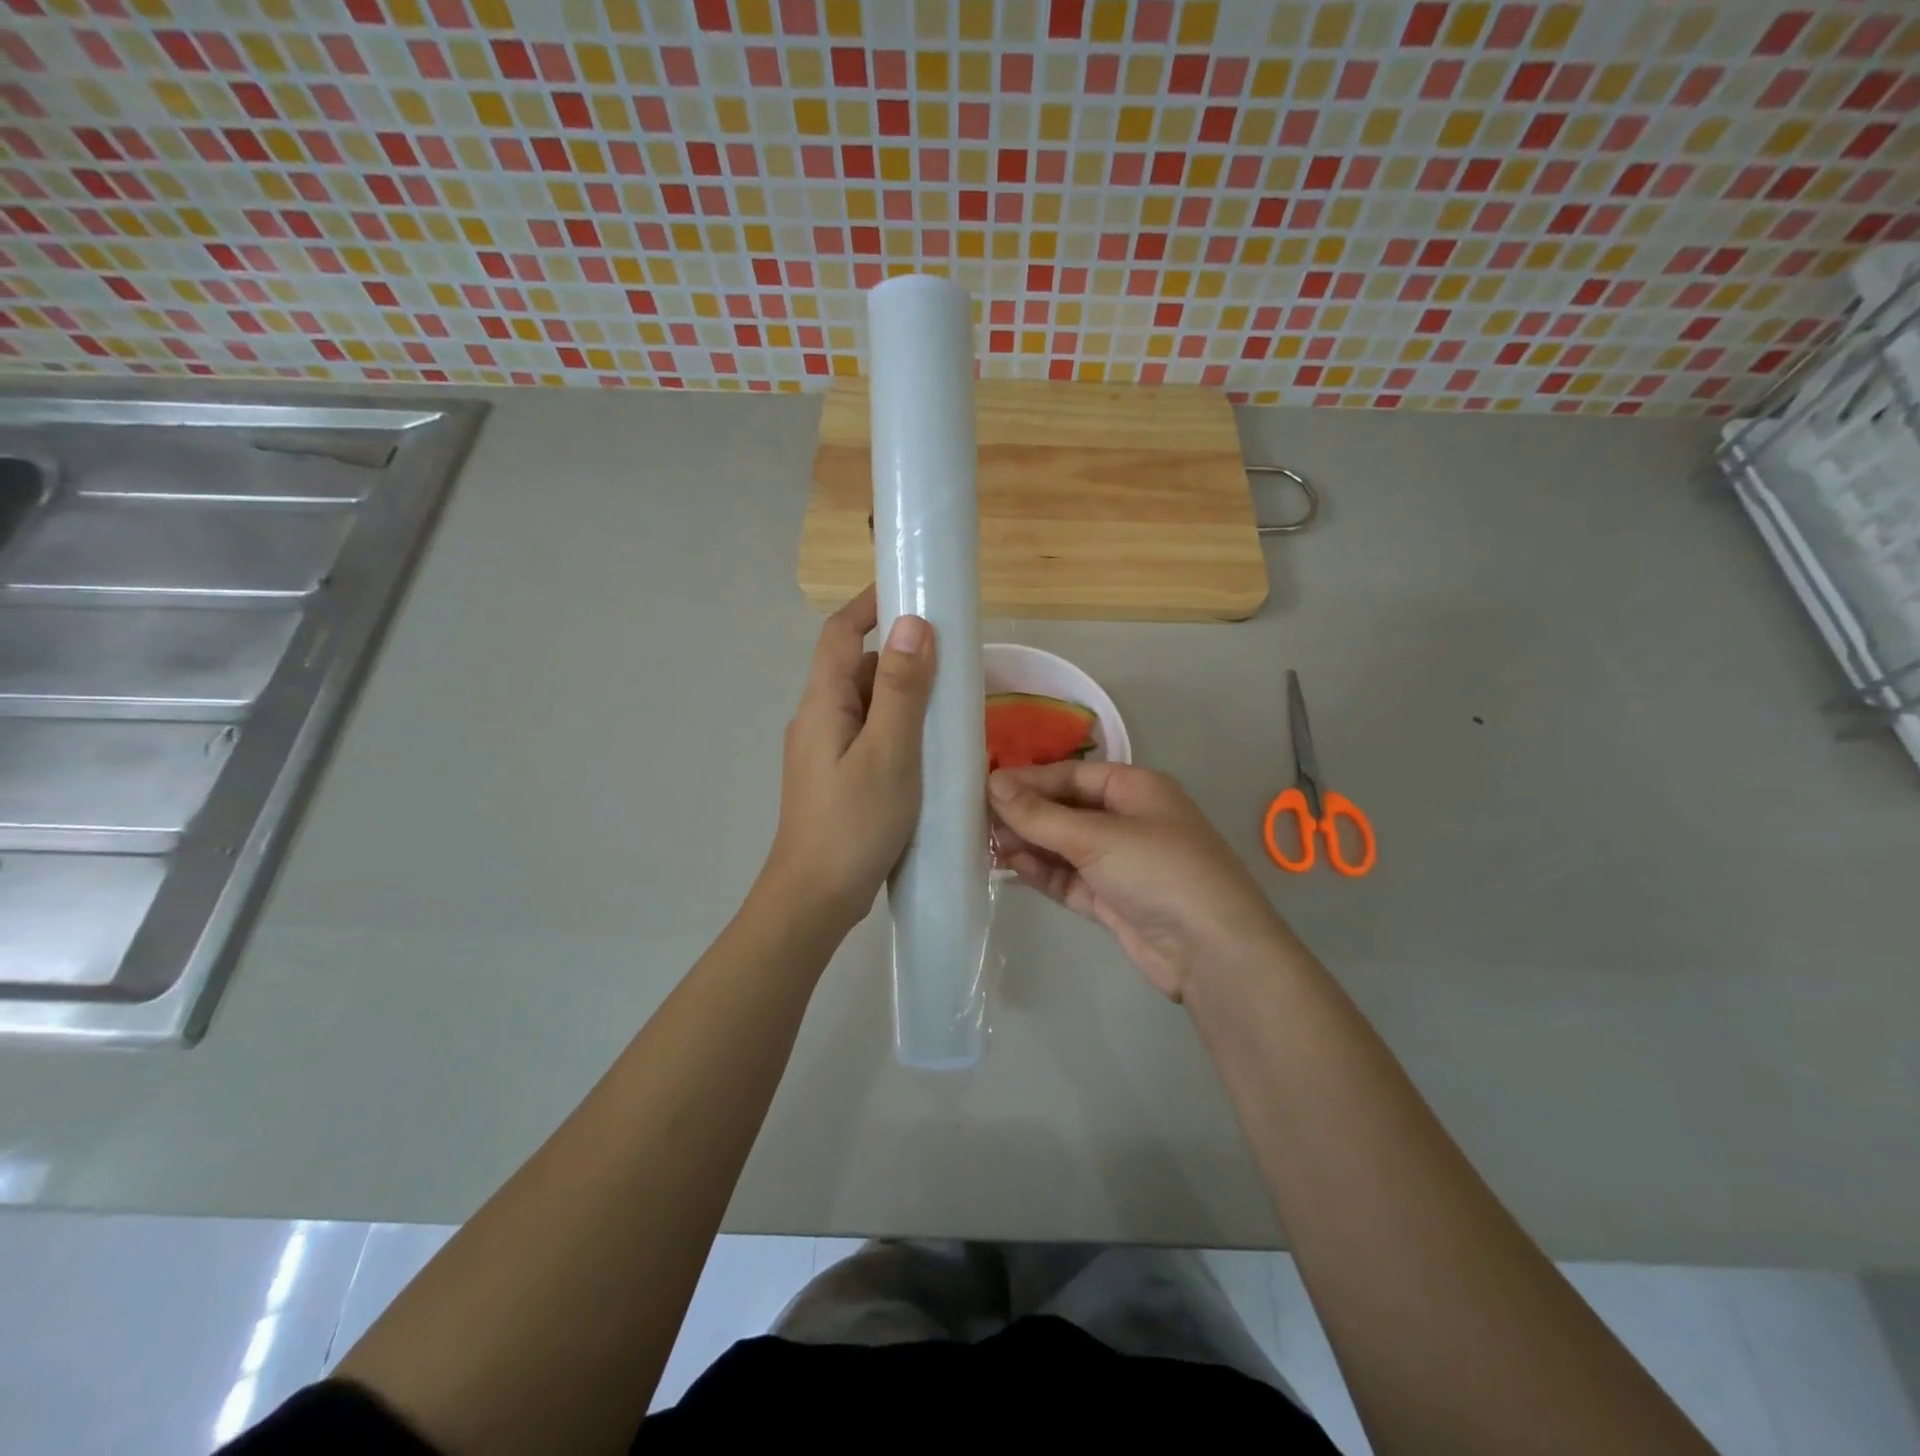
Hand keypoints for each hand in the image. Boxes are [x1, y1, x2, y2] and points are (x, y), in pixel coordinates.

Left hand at [763, 586, 934, 930]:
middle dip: (900, 657)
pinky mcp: (837, 780)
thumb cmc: (854, 823)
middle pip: (856, 669)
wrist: (814, 898)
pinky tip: (929, 752)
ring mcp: (824, 753)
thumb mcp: (888, 752)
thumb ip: (900, 690)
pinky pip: (869, 737)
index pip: (839, 633)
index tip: (908, 587)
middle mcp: (818, 720)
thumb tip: (911, 624)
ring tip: (950, 707)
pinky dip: (898, 730)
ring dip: (903, 697)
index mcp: (823, 704)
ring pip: (866, 706)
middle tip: (951, 660)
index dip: (868, 604)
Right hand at [989, 762, 1290, 1002]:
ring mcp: (1120, 862)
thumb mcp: (1097, 836)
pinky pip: (1069, 878)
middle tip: (976, 820)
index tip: (984, 788)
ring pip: (1064, 845)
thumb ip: (1040, 814)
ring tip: (985, 845)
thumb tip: (992, 784)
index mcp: (1135, 788)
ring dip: (1029, 844)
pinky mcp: (1112, 899)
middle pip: (1065, 809)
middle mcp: (1127, 820)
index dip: (1028, 780)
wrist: (1211, 951)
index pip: (1071, 775)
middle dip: (1025, 814)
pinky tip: (1011, 868)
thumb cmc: (1159, 871)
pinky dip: (1042, 873)